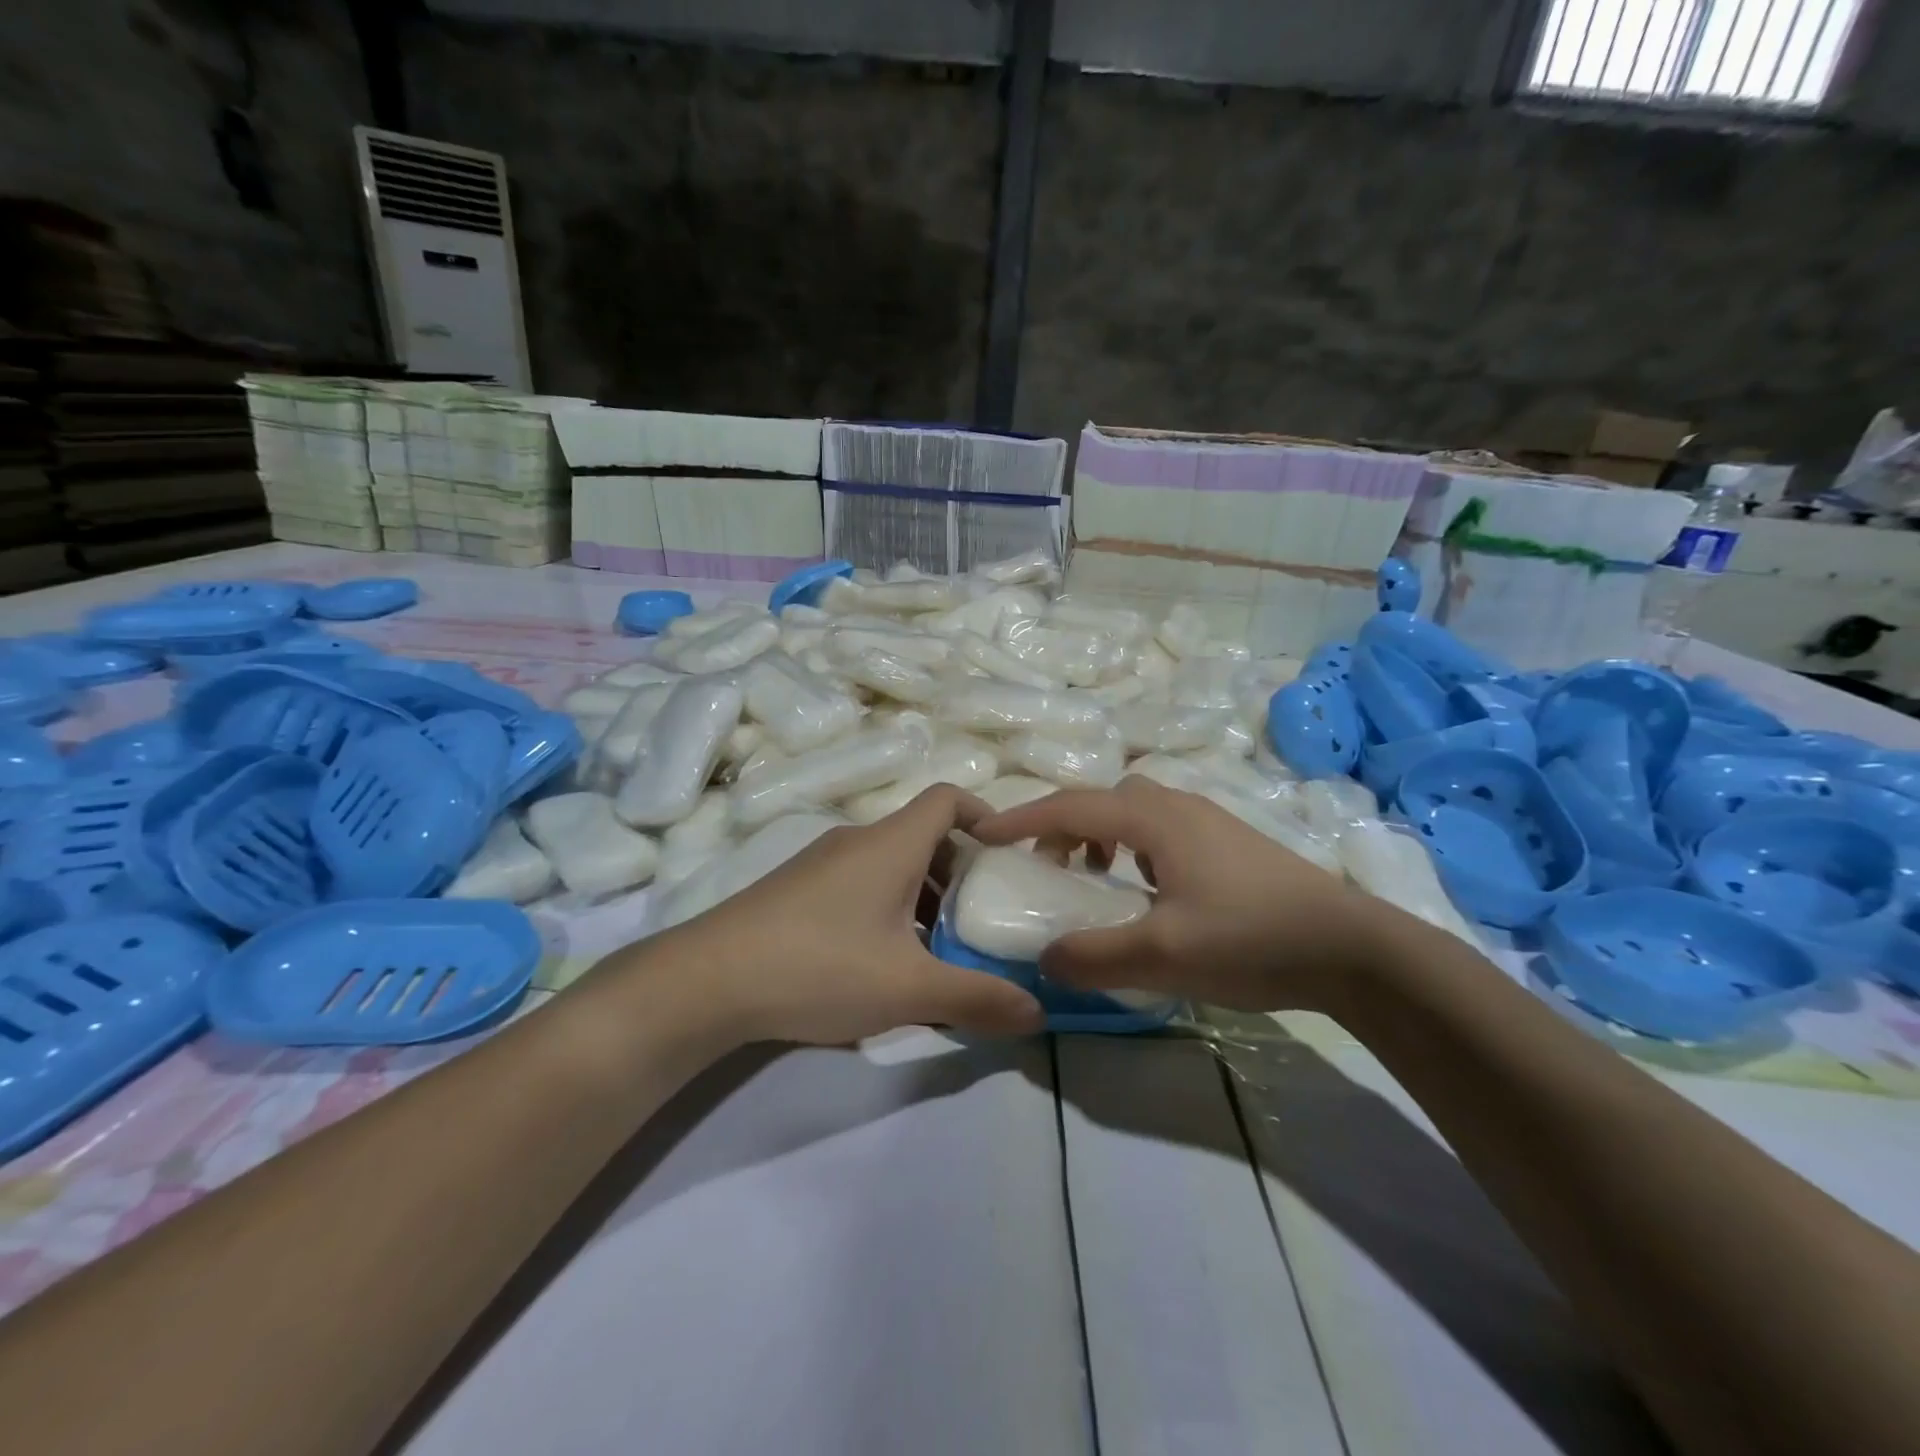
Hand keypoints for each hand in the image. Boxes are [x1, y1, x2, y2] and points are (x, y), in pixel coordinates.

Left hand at [658, 786, 1044, 1043]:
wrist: (707, 981)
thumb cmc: (821, 966)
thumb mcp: (909, 989)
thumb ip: (977, 998)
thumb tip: (1038, 1012)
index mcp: (891, 843)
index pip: (947, 798)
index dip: (985, 814)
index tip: (1006, 856)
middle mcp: (857, 840)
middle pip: (923, 835)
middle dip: (959, 872)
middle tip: (981, 918)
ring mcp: (821, 862)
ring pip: (890, 863)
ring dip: (923, 895)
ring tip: (936, 949)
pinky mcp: (795, 888)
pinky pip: (859, 882)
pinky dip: (886, 906)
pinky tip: (880, 961)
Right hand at [973, 776, 1375, 1011]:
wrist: (1351, 946)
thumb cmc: (1249, 938)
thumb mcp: (1161, 955)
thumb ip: (1093, 956)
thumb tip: (1043, 959)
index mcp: (1153, 819)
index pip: (1069, 807)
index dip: (1020, 820)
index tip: (981, 834)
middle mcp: (1177, 805)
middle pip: (1099, 801)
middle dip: (1060, 828)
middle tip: (1044, 870)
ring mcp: (1207, 819)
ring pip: (1132, 812)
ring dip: (1098, 836)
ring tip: (1094, 880)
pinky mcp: (1228, 841)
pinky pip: (1159, 829)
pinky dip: (1131, 848)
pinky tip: (1147, 890)